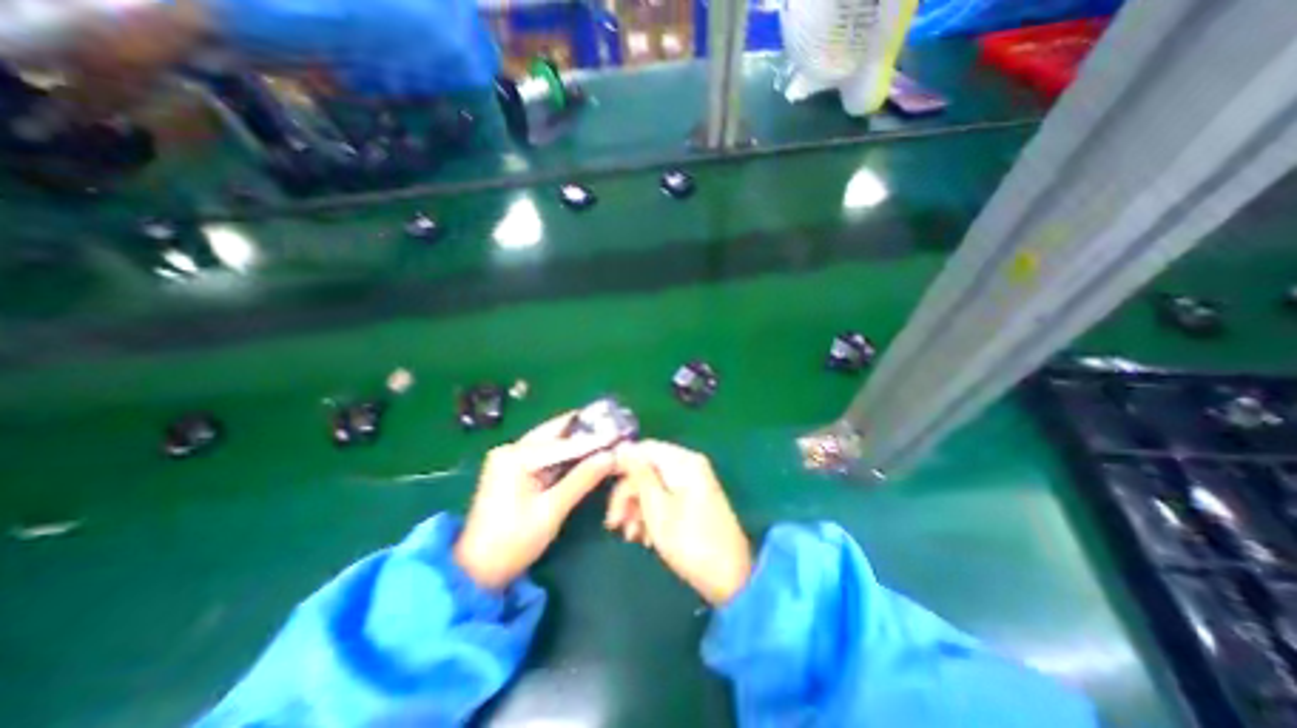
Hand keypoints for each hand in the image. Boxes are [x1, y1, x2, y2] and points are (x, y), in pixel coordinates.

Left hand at [452, 412, 618, 588]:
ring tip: (605, 437)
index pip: (563, 443)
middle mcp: (511, 449)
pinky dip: (565, 454)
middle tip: (613, 427)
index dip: (594, 440)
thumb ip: (582, 480)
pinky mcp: (512, 468)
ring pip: (551, 441)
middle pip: (555, 433)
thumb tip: (611, 456)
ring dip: (576, 441)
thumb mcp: (551, 510)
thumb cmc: (513, 542)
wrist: (476, 570)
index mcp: (516, 457)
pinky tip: (585, 453)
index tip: (619, 433)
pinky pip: (545, 454)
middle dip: (584, 431)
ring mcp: (510, 457)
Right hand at [612, 442, 756, 604]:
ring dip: (638, 507)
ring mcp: (694, 482)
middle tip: (614, 523)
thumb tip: (622, 448)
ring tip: (631, 535)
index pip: (644, 448)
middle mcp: (689, 465)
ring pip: (655, 485)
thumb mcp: (656, 509)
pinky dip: (653, 513)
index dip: (622, 465)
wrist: (731, 578)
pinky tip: (645, 538)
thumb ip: (639, 475)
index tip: (605, 488)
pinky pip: (667, 496)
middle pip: (648, 468)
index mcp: (683, 461)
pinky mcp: (695, 498)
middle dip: (629, 494)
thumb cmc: (690, 542)